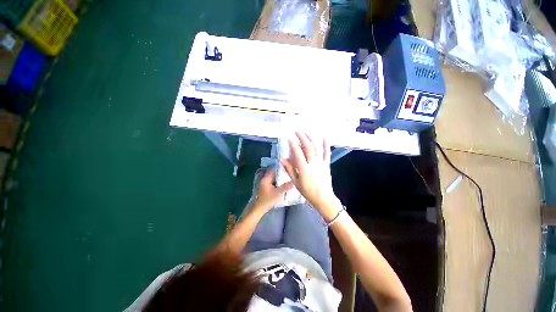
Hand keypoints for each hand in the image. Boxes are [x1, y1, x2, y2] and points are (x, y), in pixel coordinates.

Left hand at [253, 169, 292, 213]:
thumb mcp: (277, 194)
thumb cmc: (267, 200)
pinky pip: (273, 181)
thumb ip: (285, 187)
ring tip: (288, 176)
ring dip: (280, 177)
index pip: (273, 169)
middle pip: (274, 173)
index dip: (280, 167)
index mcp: (266, 179)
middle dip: (281, 172)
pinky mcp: (266, 187)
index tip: (288, 166)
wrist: (259, 208)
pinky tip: (283, 183)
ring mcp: (265, 183)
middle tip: (290, 171)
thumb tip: (293, 181)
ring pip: (274, 177)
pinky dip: (278, 181)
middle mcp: (265, 179)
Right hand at [280, 132, 338, 212]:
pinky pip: (327, 153)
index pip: (297, 154)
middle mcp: (313, 164)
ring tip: (306, 132)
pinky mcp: (327, 164)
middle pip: (308, 147)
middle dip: (302, 138)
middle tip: (297, 132)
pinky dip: (326, 144)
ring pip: (317, 148)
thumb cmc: (307, 191)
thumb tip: (282, 159)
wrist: (323, 198)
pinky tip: (323, 137)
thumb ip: (289, 169)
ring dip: (311, 138)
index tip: (289, 139)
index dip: (293, 145)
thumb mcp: (295, 182)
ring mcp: (321, 163)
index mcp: (304, 169)